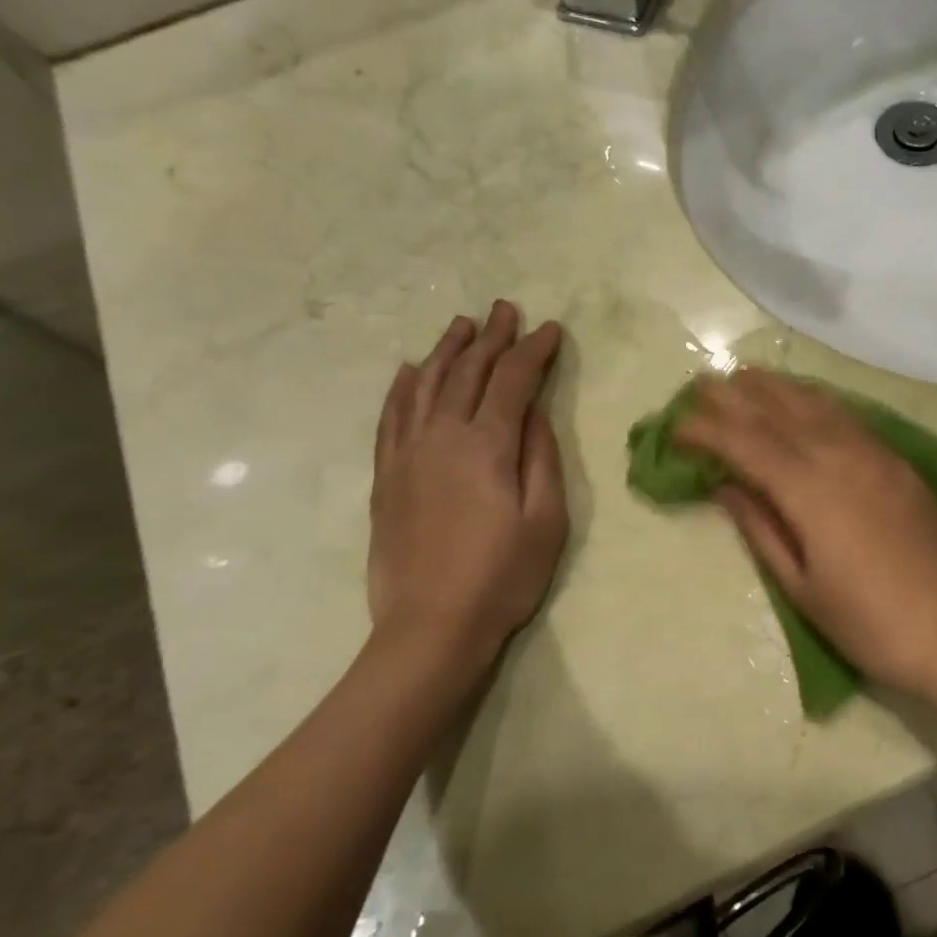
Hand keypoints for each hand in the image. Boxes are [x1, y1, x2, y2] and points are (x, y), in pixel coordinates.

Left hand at [367, 302, 567, 680]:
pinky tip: (407, 370)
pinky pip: (390, 417)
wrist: (430, 628)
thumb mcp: (545, 520)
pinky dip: (400, 387)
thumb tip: (535, 411)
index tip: (550, 329)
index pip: (512, 381)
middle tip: (505, 309)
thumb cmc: (502, 577)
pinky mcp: (385, 476)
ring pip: (425, 385)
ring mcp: (407, 454)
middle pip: (467, 372)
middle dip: (491, 338)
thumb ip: (540, 457)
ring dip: (446, 350)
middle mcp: (442, 437)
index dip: (533, 351)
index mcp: (486, 446)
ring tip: (462, 325)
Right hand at [674, 370, 936, 699]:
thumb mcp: (800, 586)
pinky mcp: (897, 461)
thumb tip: (725, 486)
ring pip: (816, 405)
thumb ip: (760, 527)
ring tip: (744, 375)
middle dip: (735, 396)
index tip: (675, 427)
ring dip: (775, 387)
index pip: (746, 445)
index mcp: (810, 492)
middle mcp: (840, 458)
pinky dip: (817, 399)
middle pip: (778, 413)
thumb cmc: (867, 622)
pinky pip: (848, 416)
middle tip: (700, 385)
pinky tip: (804, 396)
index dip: (706, 431)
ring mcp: (874, 455)